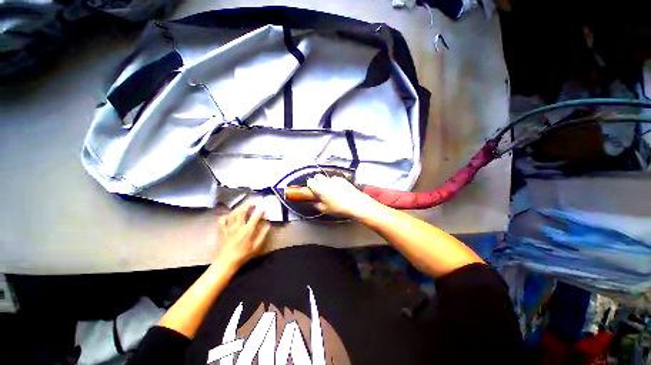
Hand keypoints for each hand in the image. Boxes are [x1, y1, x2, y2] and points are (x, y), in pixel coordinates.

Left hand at [214, 200, 269, 269]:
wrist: (226, 262)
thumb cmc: (243, 255)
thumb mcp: (256, 247)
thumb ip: (263, 235)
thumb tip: (268, 225)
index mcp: (248, 230)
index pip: (255, 217)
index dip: (260, 211)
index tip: (263, 208)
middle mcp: (238, 226)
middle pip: (242, 211)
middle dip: (248, 204)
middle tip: (252, 201)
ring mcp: (228, 228)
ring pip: (233, 214)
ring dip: (239, 207)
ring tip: (243, 205)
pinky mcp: (222, 231)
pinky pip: (222, 220)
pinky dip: (225, 216)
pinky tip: (229, 215)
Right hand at [306, 174, 381, 218]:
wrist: (356, 204)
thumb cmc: (339, 208)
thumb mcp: (324, 209)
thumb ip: (316, 204)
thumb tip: (314, 202)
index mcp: (319, 187)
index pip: (310, 182)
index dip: (310, 186)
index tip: (312, 191)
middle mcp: (326, 180)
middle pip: (317, 176)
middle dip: (317, 182)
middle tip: (319, 191)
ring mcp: (335, 179)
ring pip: (326, 177)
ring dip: (326, 182)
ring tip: (329, 191)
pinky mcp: (343, 179)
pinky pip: (335, 178)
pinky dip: (334, 182)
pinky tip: (338, 190)